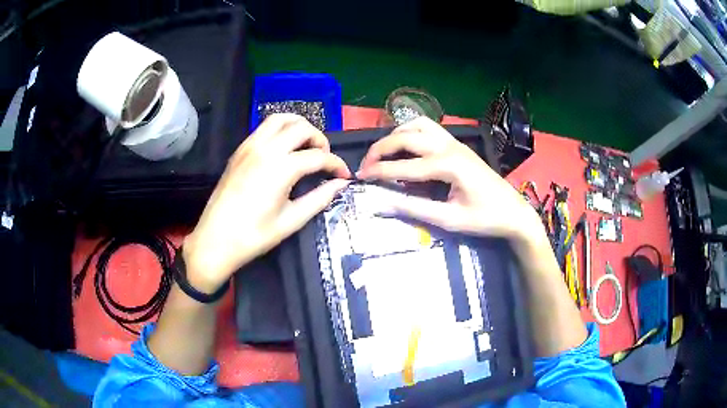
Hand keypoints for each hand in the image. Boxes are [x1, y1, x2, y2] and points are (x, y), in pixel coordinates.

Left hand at [183, 114, 350, 292]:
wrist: (215, 240)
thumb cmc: (254, 236)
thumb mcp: (291, 221)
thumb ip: (319, 199)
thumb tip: (340, 185)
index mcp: (281, 168)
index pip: (318, 157)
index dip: (336, 164)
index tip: (344, 175)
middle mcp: (266, 149)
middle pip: (302, 128)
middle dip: (320, 140)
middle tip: (325, 159)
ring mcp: (250, 146)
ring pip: (281, 119)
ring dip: (299, 126)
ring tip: (306, 145)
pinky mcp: (240, 150)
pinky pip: (264, 128)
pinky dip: (280, 129)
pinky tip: (284, 147)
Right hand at [357, 117, 545, 245]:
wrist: (514, 212)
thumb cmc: (485, 219)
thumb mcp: (450, 220)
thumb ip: (415, 209)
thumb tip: (383, 203)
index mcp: (448, 165)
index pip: (403, 166)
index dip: (378, 171)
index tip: (358, 177)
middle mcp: (449, 147)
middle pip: (406, 137)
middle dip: (381, 149)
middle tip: (366, 165)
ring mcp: (455, 143)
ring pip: (417, 125)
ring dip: (397, 135)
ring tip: (384, 153)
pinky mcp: (458, 145)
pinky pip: (429, 129)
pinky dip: (412, 132)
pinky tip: (407, 147)